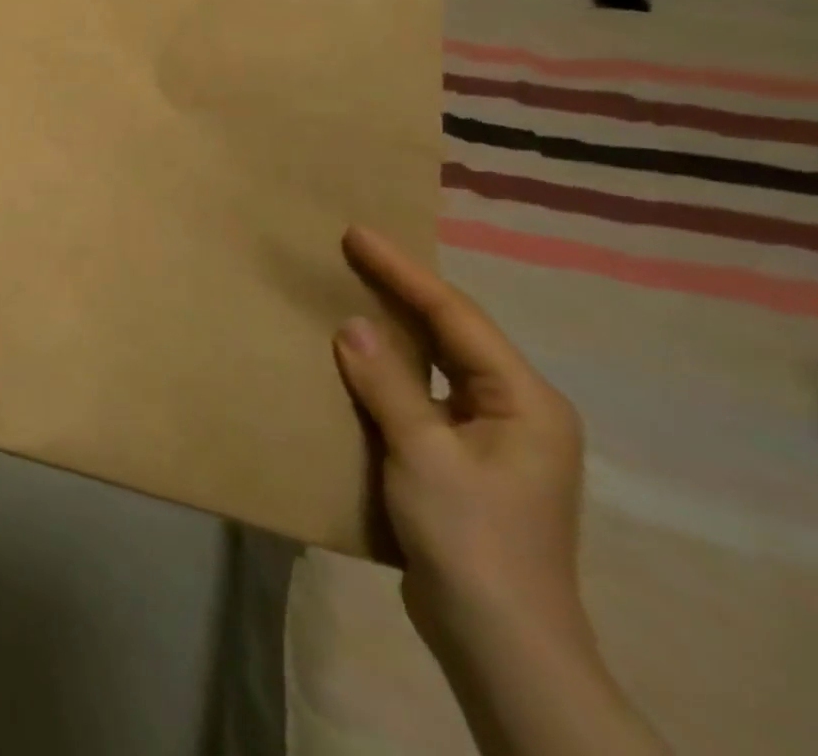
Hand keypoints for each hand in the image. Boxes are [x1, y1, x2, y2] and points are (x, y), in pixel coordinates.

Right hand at [333, 226, 588, 668]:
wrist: (499, 639)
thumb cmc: (471, 537)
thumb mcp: (424, 453)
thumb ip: (388, 383)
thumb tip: (352, 323)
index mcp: (525, 401)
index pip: (457, 316)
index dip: (403, 271)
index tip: (356, 234)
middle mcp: (516, 411)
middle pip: (452, 333)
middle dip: (402, 290)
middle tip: (350, 252)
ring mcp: (491, 438)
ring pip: (436, 362)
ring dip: (394, 328)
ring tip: (347, 291)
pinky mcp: (463, 459)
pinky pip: (421, 393)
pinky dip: (388, 369)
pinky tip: (354, 359)